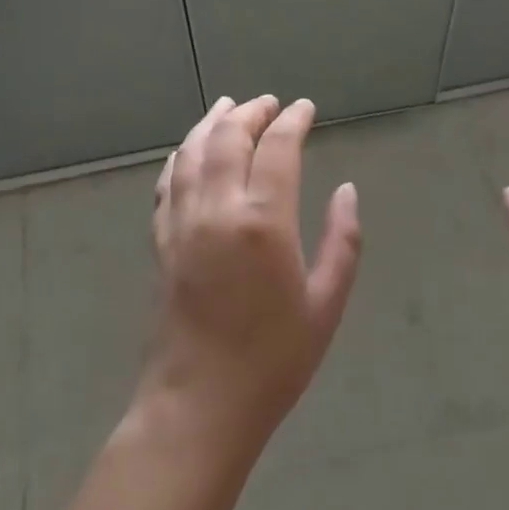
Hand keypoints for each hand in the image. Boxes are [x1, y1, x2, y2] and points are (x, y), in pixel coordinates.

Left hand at [140, 95, 361, 457]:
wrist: (199, 406)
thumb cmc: (273, 361)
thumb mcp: (325, 305)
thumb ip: (342, 241)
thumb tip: (347, 190)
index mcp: (263, 221)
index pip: (277, 148)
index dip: (292, 121)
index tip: (304, 108)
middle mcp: (218, 209)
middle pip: (229, 138)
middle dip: (251, 112)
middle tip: (269, 103)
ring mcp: (183, 222)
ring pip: (192, 152)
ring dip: (211, 123)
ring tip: (228, 107)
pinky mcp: (161, 241)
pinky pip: (167, 183)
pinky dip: (180, 156)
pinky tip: (188, 150)